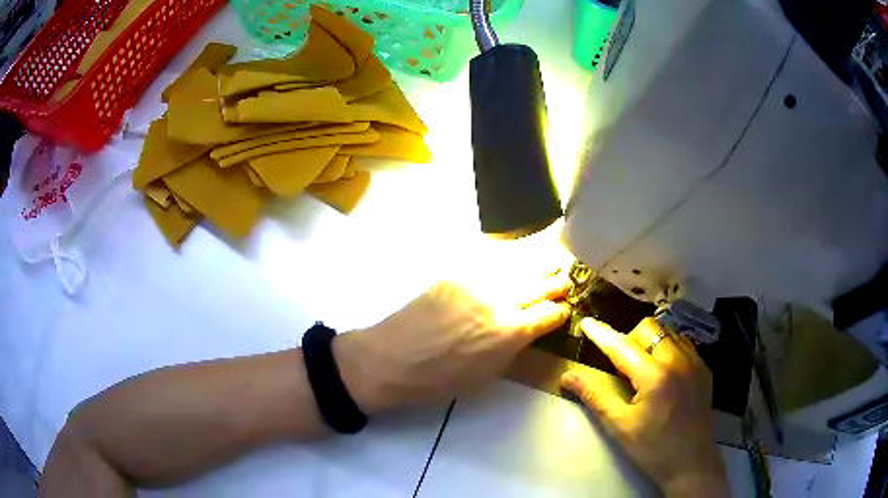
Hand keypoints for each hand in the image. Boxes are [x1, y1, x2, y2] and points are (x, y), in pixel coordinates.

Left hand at [333, 276, 570, 413]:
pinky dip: (508, 265)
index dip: (562, 312)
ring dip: (538, 269)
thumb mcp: (488, 375)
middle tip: (563, 284)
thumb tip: (530, 330)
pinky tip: (512, 266)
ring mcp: (477, 282)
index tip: (563, 311)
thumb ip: (515, 348)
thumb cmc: (439, 380)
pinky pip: (492, 263)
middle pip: (543, 284)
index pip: (552, 313)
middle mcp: (501, 300)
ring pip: (521, 266)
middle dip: (558, 285)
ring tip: (548, 267)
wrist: (390, 359)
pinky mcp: (456, 273)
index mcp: (511, 333)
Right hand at [560, 318, 729, 497]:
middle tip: (621, 365)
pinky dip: (667, 348)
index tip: (586, 322)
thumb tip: (568, 376)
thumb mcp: (619, 426)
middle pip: (649, 328)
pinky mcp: (704, 368)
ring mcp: (695, 362)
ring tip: (643, 368)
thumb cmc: (652, 449)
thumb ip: (595, 396)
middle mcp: (678, 360)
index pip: (622, 347)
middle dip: (630, 338)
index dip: (602, 334)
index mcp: (655, 377)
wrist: (691, 462)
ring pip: (668, 332)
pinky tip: (663, 372)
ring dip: (650, 342)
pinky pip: (683, 343)